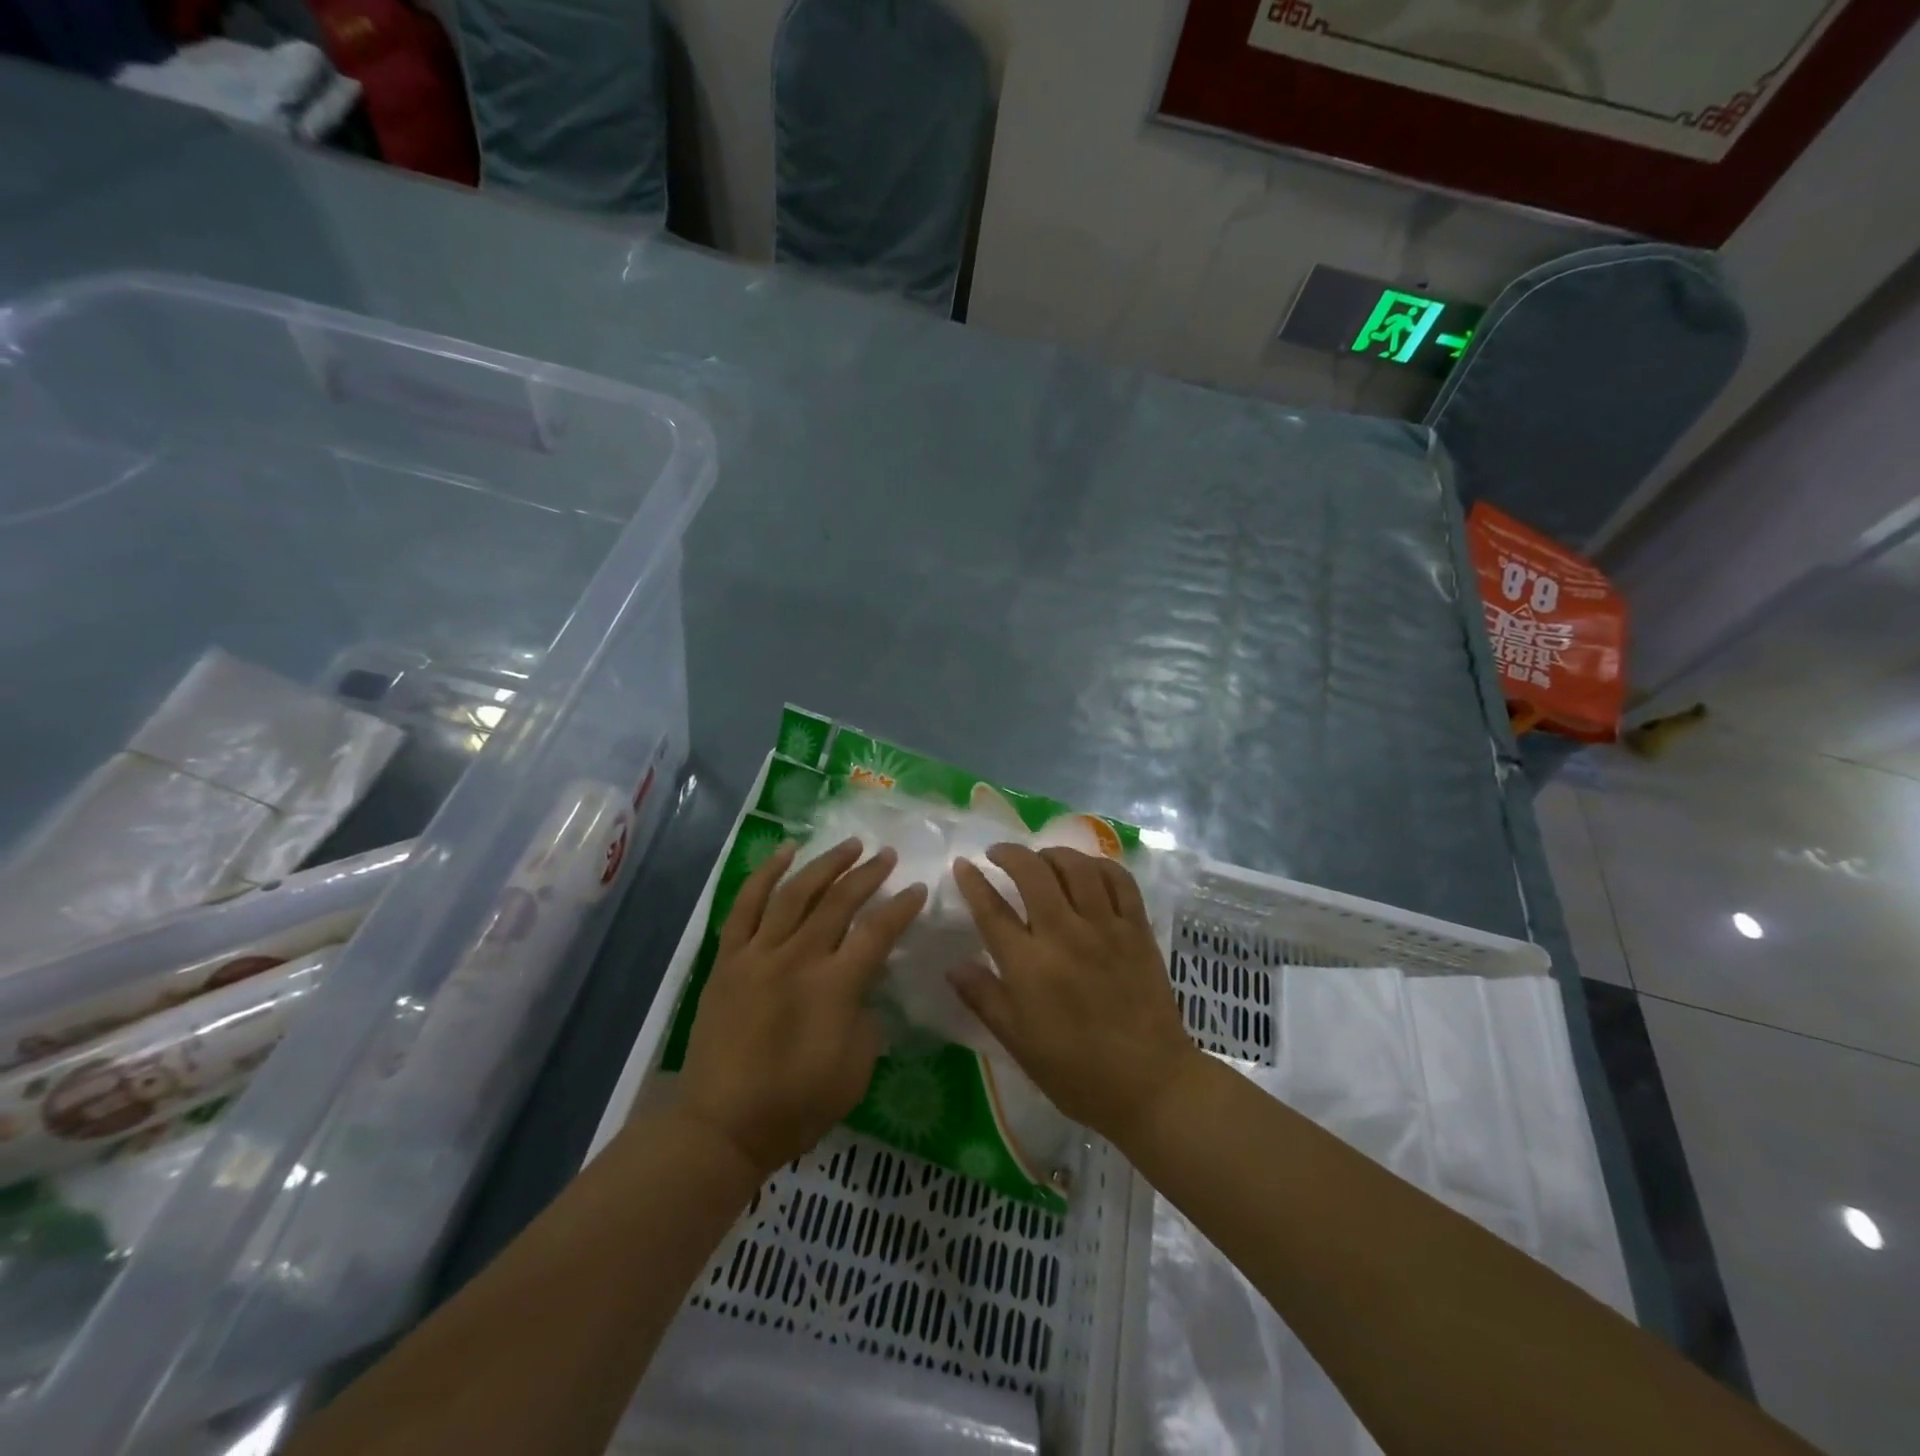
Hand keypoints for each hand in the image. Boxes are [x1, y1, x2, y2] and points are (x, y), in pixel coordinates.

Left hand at [677, 838, 927, 1175]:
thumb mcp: (857, 1068)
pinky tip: (786, 852)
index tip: (918, 888)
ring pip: (796, 893)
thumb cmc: (796, 1104)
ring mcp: (758, 954)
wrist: (723, 1126)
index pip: (878, 932)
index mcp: (834, 987)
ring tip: (850, 845)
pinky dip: (766, 874)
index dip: (902, 907)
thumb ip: (867, 1016)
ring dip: (826, 864)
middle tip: (888, 855)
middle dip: (869, 874)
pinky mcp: (728, 959)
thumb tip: (862, 985)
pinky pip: (746, 906)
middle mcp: (798, 958)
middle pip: (839, 902)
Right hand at [948, 844, 1200, 1147]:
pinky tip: (1087, 870)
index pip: (992, 910)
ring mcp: (1105, 928)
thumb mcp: (1018, 1043)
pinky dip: (1099, 866)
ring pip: (1076, 867)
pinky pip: (1119, 880)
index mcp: (1029, 966)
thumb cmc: (1076, 1072)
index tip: (962, 865)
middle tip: (998, 854)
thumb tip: (953, 965)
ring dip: (1052, 853)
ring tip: (1041, 858)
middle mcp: (1065, 935)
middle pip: (1033, 873)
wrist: (1149, 1084)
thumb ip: (984, 998)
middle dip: (1009, 854)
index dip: (973, 882)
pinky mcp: (1137, 929)